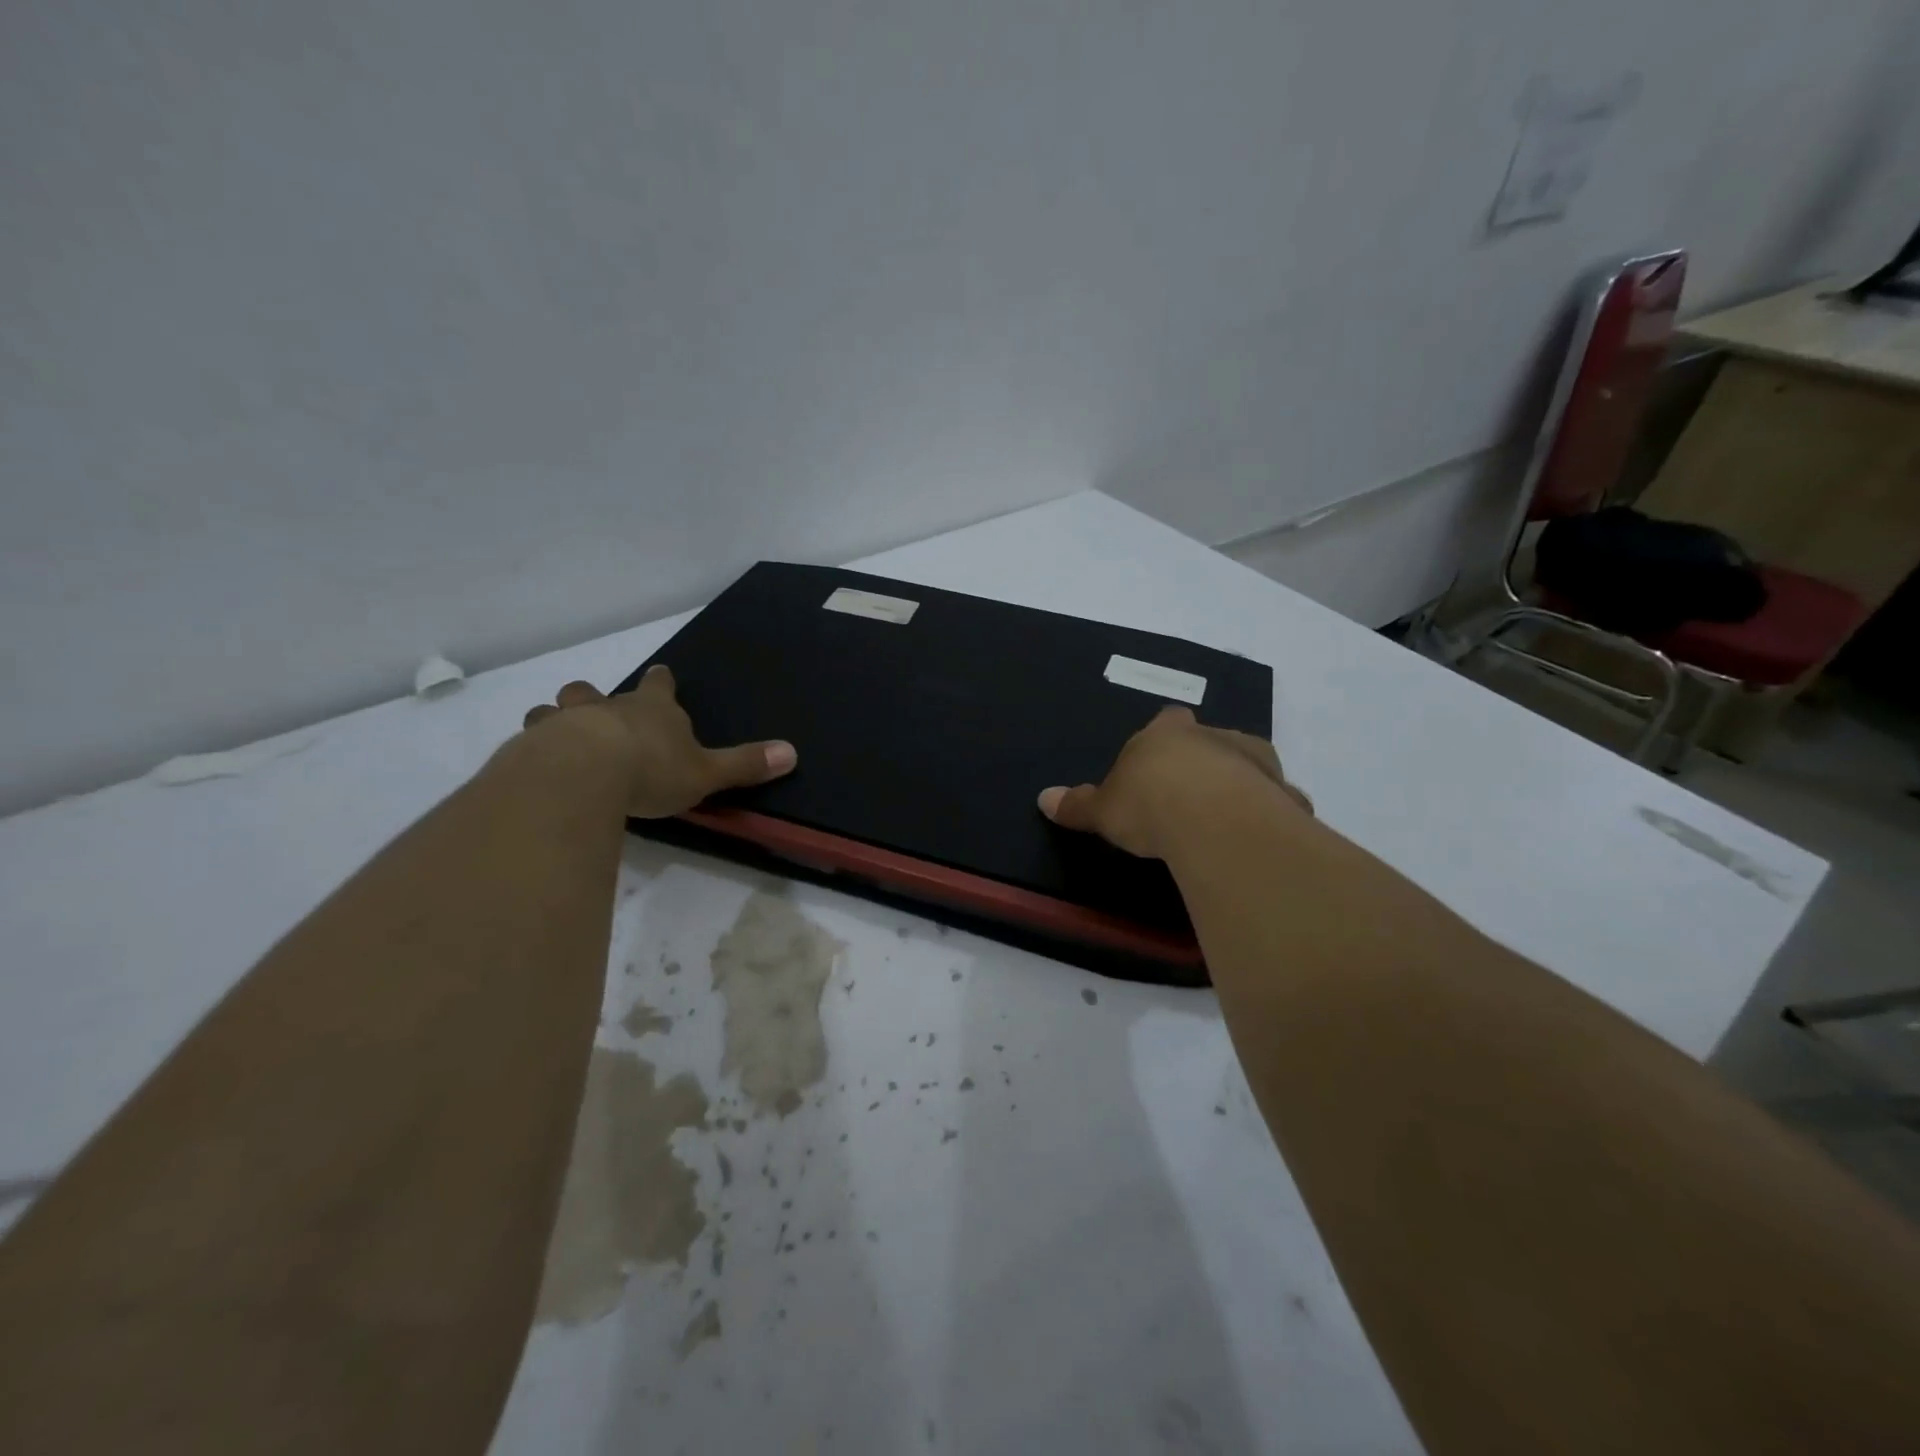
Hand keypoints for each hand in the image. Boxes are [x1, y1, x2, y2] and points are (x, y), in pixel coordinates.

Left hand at [521, 665, 796, 817]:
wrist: (583, 775)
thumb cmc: (651, 769)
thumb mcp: (706, 772)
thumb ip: (745, 764)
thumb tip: (792, 753)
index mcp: (652, 710)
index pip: (659, 686)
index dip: (661, 681)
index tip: (660, 674)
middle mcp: (606, 708)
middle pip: (593, 692)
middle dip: (593, 698)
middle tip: (594, 708)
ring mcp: (564, 725)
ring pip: (553, 711)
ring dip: (555, 720)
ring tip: (555, 737)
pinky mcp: (531, 748)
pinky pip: (528, 743)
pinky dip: (532, 750)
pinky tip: (533, 768)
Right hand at [1038, 706, 1309, 859]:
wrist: (1212, 820)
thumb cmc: (1148, 804)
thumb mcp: (1102, 810)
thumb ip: (1077, 804)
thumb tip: (1042, 797)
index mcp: (1167, 733)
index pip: (1165, 721)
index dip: (1162, 739)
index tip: (1157, 763)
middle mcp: (1214, 736)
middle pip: (1210, 738)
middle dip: (1203, 759)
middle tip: (1189, 792)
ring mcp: (1254, 761)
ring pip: (1249, 764)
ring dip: (1240, 782)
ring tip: (1225, 815)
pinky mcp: (1282, 792)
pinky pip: (1277, 800)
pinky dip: (1270, 812)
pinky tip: (1258, 836)